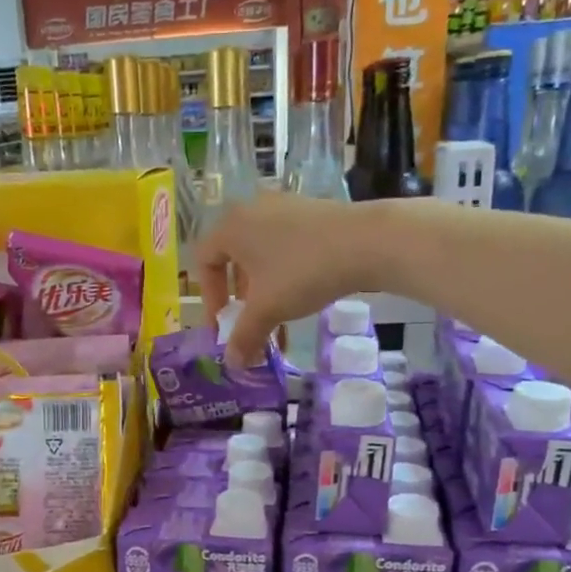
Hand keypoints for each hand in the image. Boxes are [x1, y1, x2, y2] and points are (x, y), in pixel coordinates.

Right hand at [196, 194, 393, 364]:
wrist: (366, 242)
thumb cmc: (302, 272)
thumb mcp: (268, 310)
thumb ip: (244, 336)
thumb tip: (233, 364)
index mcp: (231, 227)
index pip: (204, 262)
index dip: (209, 298)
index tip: (224, 325)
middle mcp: (251, 210)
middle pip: (232, 257)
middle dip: (238, 296)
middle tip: (249, 321)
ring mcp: (283, 207)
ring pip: (261, 253)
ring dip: (263, 288)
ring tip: (277, 314)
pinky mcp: (311, 212)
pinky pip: (284, 245)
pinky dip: (284, 273)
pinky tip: (302, 294)